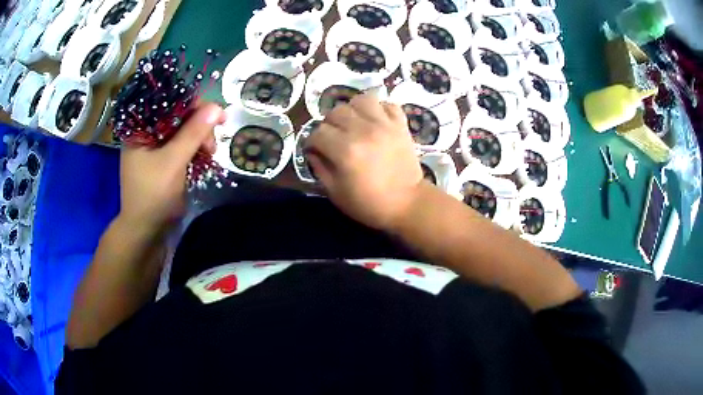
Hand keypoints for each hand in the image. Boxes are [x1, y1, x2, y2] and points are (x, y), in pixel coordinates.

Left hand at [118, 103, 225, 233]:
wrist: (147, 230)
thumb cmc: (153, 195)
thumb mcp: (173, 162)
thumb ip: (193, 133)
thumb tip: (217, 107)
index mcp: (141, 128)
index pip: (170, 103)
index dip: (195, 105)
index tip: (217, 116)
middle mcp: (148, 132)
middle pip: (179, 116)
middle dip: (200, 126)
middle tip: (212, 145)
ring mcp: (156, 147)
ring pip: (184, 131)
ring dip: (200, 139)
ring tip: (210, 153)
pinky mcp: (165, 159)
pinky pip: (184, 145)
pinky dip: (196, 149)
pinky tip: (205, 156)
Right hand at [305, 93, 423, 230]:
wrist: (407, 204)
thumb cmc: (369, 203)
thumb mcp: (336, 193)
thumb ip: (320, 169)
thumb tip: (312, 152)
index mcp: (345, 150)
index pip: (318, 133)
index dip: (312, 143)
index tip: (316, 151)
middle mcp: (363, 131)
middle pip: (336, 111)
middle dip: (329, 124)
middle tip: (334, 137)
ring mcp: (384, 125)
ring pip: (361, 100)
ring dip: (353, 110)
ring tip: (354, 123)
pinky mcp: (400, 124)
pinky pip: (388, 104)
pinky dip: (380, 109)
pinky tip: (375, 121)